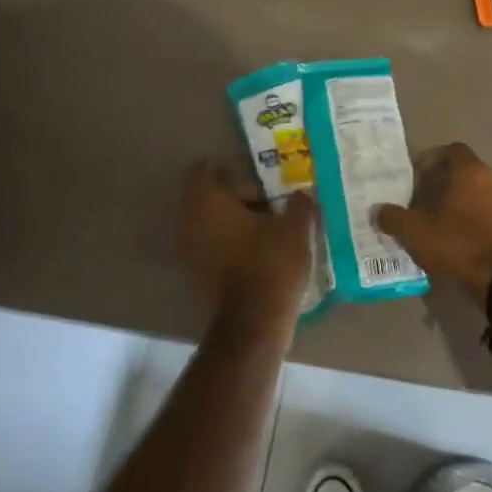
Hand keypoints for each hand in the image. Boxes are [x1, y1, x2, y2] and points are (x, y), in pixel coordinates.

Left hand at [177, 160, 316, 339]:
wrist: (254, 322)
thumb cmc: (271, 263)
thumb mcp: (295, 227)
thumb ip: (299, 204)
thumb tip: (302, 194)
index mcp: (207, 202)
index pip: (204, 171)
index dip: (228, 168)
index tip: (255, 174)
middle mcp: (190, 222)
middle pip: (209, 197)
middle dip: (238, 196)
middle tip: (270, 200)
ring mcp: (190, 251)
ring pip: (211, 223)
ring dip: (235, 220)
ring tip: (269, 225)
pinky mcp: (198, 274)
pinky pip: (213, 245)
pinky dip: (232, 242)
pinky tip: (260, 249)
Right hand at [374, 143, 491, 306]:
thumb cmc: (456, 244)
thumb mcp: (414, 232)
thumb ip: (393, 218)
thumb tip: (379, 211)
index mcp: (471, 171)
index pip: (453, 150)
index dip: (433, 160)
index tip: (418, 177)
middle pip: (467, 172)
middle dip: (446, 184)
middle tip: (426, 203)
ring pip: (481, 194)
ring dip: (464, 203)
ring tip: (444, 223)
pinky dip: (478, 220)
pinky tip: (463, 239)